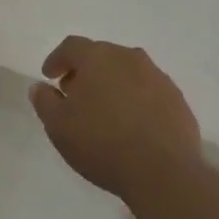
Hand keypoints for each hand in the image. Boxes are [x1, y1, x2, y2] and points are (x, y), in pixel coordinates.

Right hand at [29, 36, 202, 202]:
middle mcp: (129, 58)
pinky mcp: (177, 100)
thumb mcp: (59, 126)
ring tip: (104, 110)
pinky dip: (136, 100)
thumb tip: (40, 87)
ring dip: (113, 84)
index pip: (71, 46)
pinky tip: (132, 125)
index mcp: (98, 57)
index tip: (49, 76)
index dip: (57, 59)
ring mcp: (157, 77)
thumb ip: (45, 101)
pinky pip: (149, 92)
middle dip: (85, 71)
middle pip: (101, 55)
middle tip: (74, 94)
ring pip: (127, 72)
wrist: (163, 172)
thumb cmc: (102, 143)